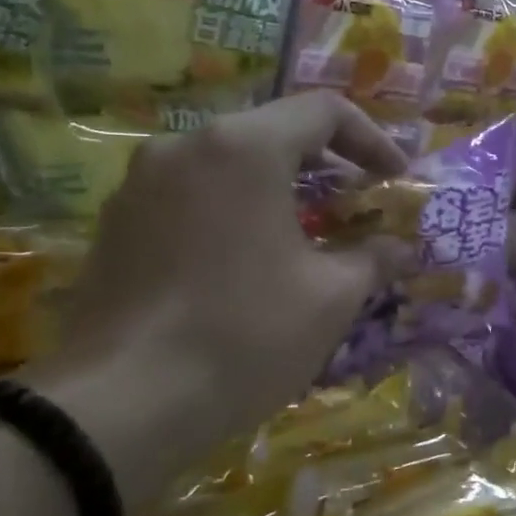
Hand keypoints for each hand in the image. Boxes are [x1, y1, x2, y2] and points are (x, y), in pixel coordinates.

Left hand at [26, 93, 408, 511]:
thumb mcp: (329, 298)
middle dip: (323, 165)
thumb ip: (372, 259)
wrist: (121, 405)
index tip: (395, 180)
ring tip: (303, 236)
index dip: (371, 139)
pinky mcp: (114, 224)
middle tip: (355, 205)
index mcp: (243, 148)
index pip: (322, 111)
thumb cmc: (244, 336)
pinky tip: (242, 264)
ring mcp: (139, 184)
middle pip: (270, 133)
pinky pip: (187, 198)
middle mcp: (184, 146)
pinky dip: (229, 213)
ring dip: (274, 190)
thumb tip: (401, 249)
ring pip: (224, 166)